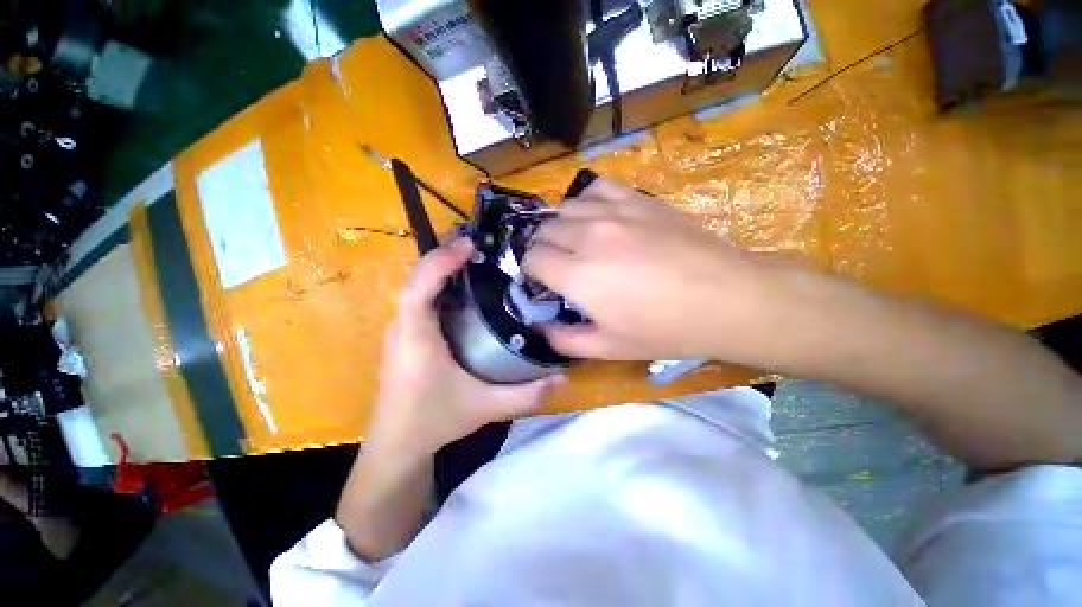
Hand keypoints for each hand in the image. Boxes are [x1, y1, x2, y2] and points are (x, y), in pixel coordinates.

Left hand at [366, 237, 564, 459]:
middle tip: (479, 243)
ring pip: (417, 287)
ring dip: (442, 268)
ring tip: (475, 258)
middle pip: (417, 279)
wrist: (396, 445)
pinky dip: (439, 285)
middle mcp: (402, 327)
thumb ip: (526, 395)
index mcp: (416, 339)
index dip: (439, 262)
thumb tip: (563, 379)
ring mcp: (400, 330)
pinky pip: (420, 300)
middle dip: (444, 256)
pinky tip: (464, 288)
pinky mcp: (405, 335)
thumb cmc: (435, 422)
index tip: (468, 245)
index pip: (418, 289)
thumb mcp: (485, 408)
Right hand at [523, 178, 770, 361]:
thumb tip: (541, 329)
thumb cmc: (665, 329)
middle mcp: (588, 237)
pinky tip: (596, 216)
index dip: (531, 271)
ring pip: (565, 208)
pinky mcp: (638, 200)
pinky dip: (587, 201)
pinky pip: (597, 188)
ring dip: (561, 226)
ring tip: (575, 242)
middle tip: (558, 267)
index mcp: (578, 276)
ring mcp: (614, 213)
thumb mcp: (609, 348)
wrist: (726, 298)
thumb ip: (565, 341)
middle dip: (543, 250)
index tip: (541, 283)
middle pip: (544, 232)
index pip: (532, 259)